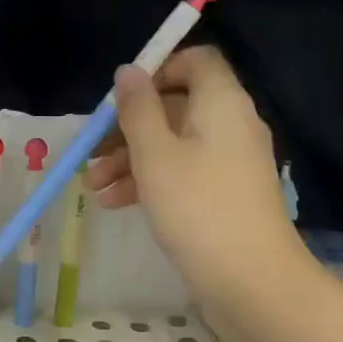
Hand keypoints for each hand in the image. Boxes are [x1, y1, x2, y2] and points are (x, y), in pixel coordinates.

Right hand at [84, 47, 298, 302]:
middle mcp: (231, 125)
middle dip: (128, 127)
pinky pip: (183, 174)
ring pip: (173, 145)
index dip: (156, 71)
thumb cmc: (197, 208)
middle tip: (92, 153)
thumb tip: (129, 71)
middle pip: (176, 107)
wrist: (250, 280)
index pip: (196, 61)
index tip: (120, 100)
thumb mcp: (155, 155)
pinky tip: (113, 203)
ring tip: (92, 187)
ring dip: (130, 160)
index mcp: (221, 103)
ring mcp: (230, 163)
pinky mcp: (224, 196)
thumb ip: (137, 109)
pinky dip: (150, 182)